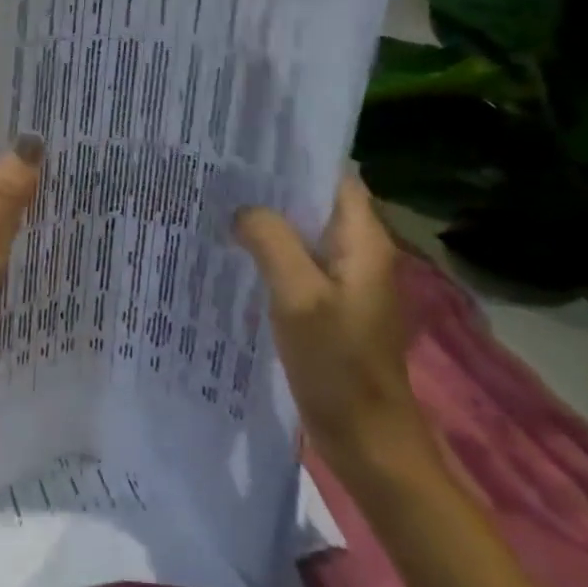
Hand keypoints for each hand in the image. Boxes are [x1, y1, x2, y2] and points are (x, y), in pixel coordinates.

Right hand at [234, 179, 430, 476]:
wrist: (368, 442)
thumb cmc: (339, 365)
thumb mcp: (299, 296)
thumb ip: (271, 242)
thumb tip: (243, 210)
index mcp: (363, 241)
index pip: (335, 175)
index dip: (298, 155)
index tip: (251, 144)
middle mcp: (358, 252)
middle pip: (315, 201)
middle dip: (273, 185)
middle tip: (222, 170)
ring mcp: (344, 281)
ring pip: (302, 232)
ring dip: (269, 219)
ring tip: (220, 202)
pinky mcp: (328, 305)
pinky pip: (296, 263)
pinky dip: (269, 252)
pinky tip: (234, 251)